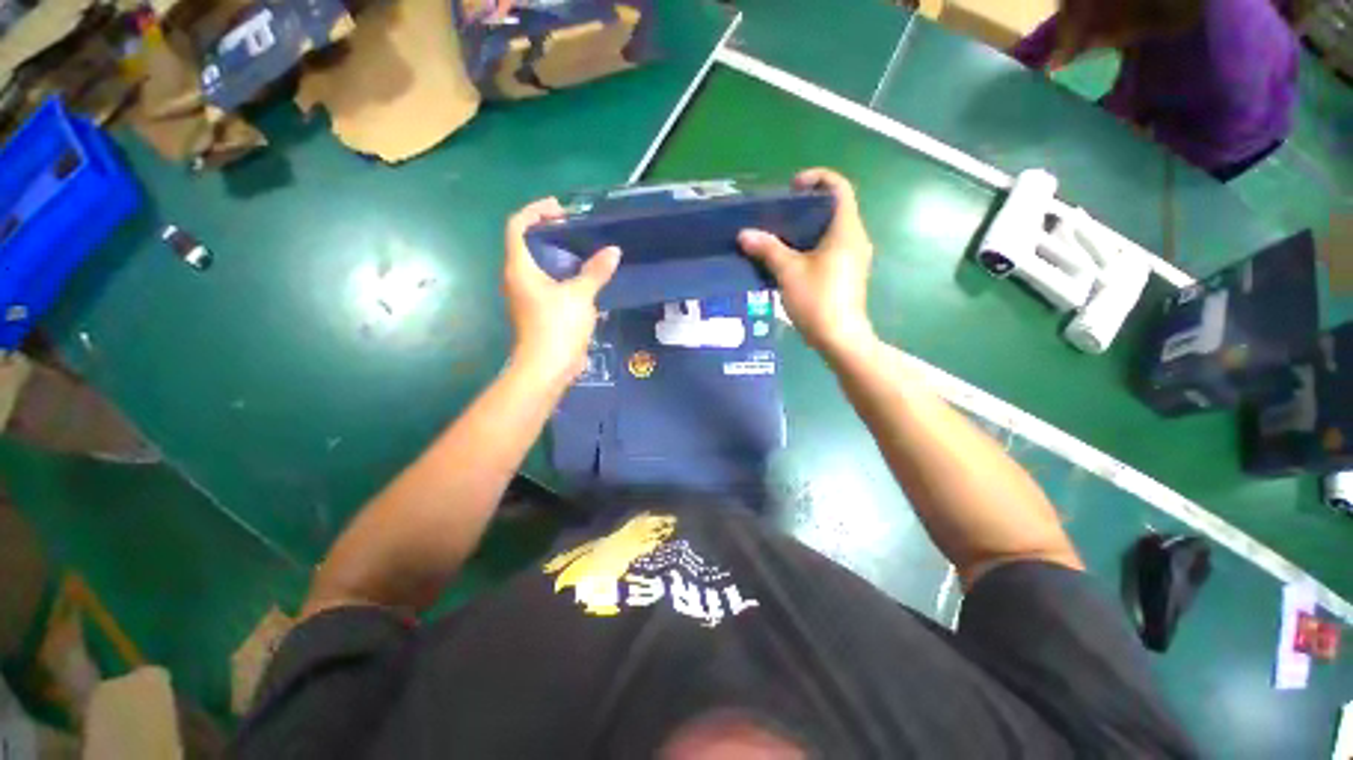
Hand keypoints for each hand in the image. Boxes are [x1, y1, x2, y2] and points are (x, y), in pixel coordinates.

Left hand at [503, 198, 620, 384]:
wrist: (547, 368)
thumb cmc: (557, 326)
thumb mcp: (580, 296)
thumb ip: (596, 271)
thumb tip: (613, 251)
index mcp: (520, 268)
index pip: (517, 226)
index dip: (535, 211)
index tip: (560, 209)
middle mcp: (519, 279)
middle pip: (529, 245)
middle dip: (552, 232)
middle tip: (579, 230)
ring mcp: (528, 297)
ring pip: (542, 266)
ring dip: (561, 256)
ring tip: (587, 252)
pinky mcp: (540, 311)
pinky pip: (551, 285)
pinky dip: (566, 277)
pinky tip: (588, 280)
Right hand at [738, 168, 877, 359]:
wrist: (839, 338)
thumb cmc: (818, 300)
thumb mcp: (789, 272)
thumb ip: (768, 249)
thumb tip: (744, 234)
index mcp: (846, 230)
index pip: (839, 188)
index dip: (817, 178)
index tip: (792, 187)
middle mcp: (855, 238)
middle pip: (834, 208)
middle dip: (806, 205)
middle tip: (779, 213)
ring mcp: (854, 257)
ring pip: (831, 230)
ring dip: (807, 228)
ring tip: (779, 235)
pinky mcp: (847, 273)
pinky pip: (830, 248)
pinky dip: (811, 245)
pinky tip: (789, 259)